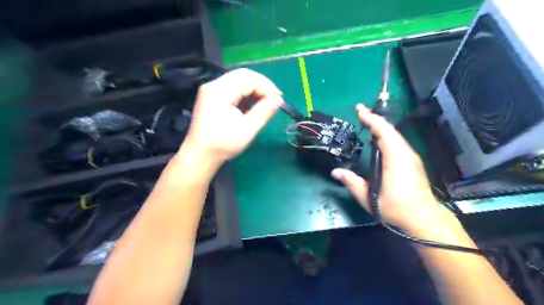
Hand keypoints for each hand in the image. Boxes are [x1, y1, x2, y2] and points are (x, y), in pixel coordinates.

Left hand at [182, 68, 284, 164]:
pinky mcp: (211, 97)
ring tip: (265, 102)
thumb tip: (279, 100)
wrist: (200, 155)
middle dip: (261, 85)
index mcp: (220, 91)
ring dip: (254, 89)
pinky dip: (245, 93)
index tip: (278, 99)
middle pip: (243, 75)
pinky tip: (251, 105)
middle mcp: (214, 85)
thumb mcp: (247, 130)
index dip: (266, 86)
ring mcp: (211, 90)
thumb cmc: (222, 144)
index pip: (248, 78)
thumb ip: (264, 112)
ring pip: (238, 80)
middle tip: (274, 99)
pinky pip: (232, 88)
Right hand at [331, 104, 449, 232]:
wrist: (423, 218)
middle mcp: (405, 154)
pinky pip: (398, 142)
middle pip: (390, 130)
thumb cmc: (395, 208)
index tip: (359, 110)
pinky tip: (379, 140)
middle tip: (360, 112)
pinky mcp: (412, 162)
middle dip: (375, 118)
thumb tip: (335, 172)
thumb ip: (351, 182)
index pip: (383, 132)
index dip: (371, 119)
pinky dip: (387, 135)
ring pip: (395, 135)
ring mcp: (411, 157)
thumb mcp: (368, 197)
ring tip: (367, 122)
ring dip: (381, 127)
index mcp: (395, 159)